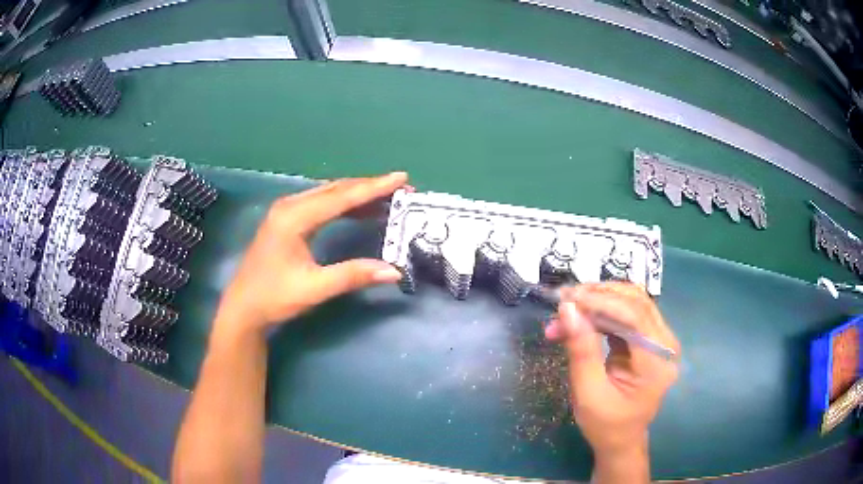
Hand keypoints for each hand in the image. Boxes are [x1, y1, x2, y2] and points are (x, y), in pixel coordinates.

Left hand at [211, 173, 407, 343]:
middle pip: (336, 189)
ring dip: (357, 194)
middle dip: (369, 187)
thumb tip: (395, 271)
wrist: (243, 307)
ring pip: (328, 193)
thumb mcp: (315, 288)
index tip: (401, 178)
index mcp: (294, 217)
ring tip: (387, 197)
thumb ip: (353, 275)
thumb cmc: (274, 297)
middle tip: (401, 188)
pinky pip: (320, 203)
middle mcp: (290, 206)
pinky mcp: (286, 220)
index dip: (373, 187)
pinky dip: (343, 204)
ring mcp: (286, 211)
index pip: (341, 196)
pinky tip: (360, 210)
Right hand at [545, 283, 679, 457]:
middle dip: (597, 296)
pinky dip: (601, 312)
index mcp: (657, 361)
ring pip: (631, 302)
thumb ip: (581, 350)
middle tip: (562, 301)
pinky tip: (579, 319)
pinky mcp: (649, 339)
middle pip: (635, 301)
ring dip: (597, 301)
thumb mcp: (588, 392)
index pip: (634, 315)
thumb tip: (567, 308)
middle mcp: (665, 344)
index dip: (601, 301)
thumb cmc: (605, 424)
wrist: (620, 440)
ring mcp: (660, 339)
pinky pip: (626, 314)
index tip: (566, 300)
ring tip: (565, 311)